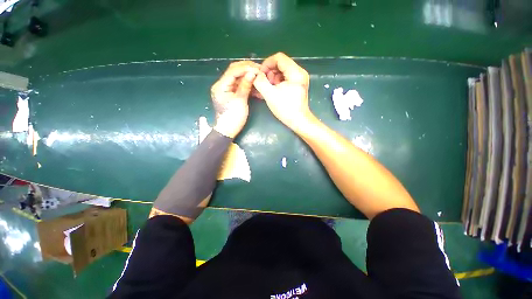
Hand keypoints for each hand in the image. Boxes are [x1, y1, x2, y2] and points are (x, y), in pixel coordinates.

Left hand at [211, 61, 259, 137]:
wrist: (228, 130)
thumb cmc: (233, 117)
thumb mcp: (240, 101)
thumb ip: (245, 85)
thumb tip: (252, 72)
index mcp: (221, 85)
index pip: (233, 71)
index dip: (246, 68)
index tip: (258, 68)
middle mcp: (222, 84)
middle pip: (234, 71)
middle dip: (247, 69)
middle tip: (259, 69)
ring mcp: (227, 89)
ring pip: (238, 77)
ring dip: (248, 76)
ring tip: (259, 75)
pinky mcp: (232, 94)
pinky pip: (240, 85)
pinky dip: (247, 84)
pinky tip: (255, 84)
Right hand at [253, 52, 312, 131]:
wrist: (298, 121)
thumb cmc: (285, 109)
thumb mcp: (270, 95)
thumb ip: (260, 82)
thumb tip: (254, 74)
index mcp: (295, 72)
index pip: (279, 57)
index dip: (267, 64)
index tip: (261, 75)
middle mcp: (300, 72)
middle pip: (281, 64)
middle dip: (270, 72)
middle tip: (265, 84)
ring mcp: (300, 79)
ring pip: (283, 71)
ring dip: (273, 78)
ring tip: (269, 89)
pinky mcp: (298, 85)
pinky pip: (286, 78)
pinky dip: (278, 82)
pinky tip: (274, 90)